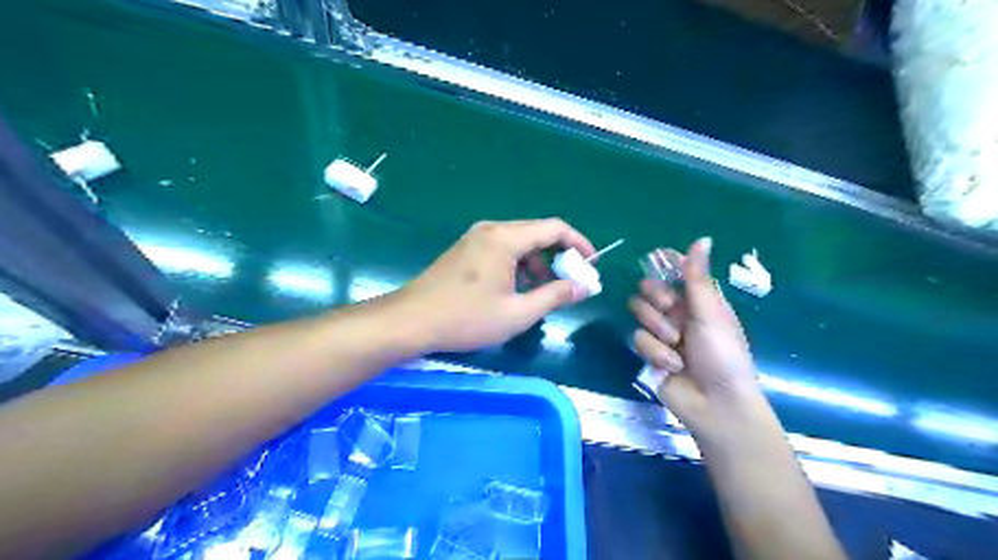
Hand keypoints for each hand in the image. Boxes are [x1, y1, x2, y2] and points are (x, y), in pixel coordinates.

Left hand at [395, 217, 589, 350]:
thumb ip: (554, 296)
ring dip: (538, 263)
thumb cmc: (466, 318)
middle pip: (537, 233)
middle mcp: (491, 230)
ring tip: (543, 292)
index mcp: (505, 238)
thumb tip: (583, 286)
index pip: (554, 228)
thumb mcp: (517, 313)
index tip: (591, 265)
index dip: (578, 244)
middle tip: (570, 283)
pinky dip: (518, 265)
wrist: (411, 321)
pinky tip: (516, 290)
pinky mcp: (466, 250)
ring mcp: (475, 239)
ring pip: (519, 243)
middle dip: (559, 256)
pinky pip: (502, 250)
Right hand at [631, 239, 766, 433]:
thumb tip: (701, 238)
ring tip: (677, 346)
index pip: (675, 272)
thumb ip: (697, 278)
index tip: (656, 263)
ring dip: (659, 330)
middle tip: (670, 309)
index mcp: (698, 300)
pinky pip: (639, 339)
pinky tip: (672, 365)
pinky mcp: (649, 353)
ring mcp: (662, 333)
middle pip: (649, 290)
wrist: (715, 404)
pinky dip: (656, 353)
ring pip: (641, 314)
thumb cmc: (722, 355)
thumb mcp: (711, 313)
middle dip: (657, 301)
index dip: (664, 267)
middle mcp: (678, 313)